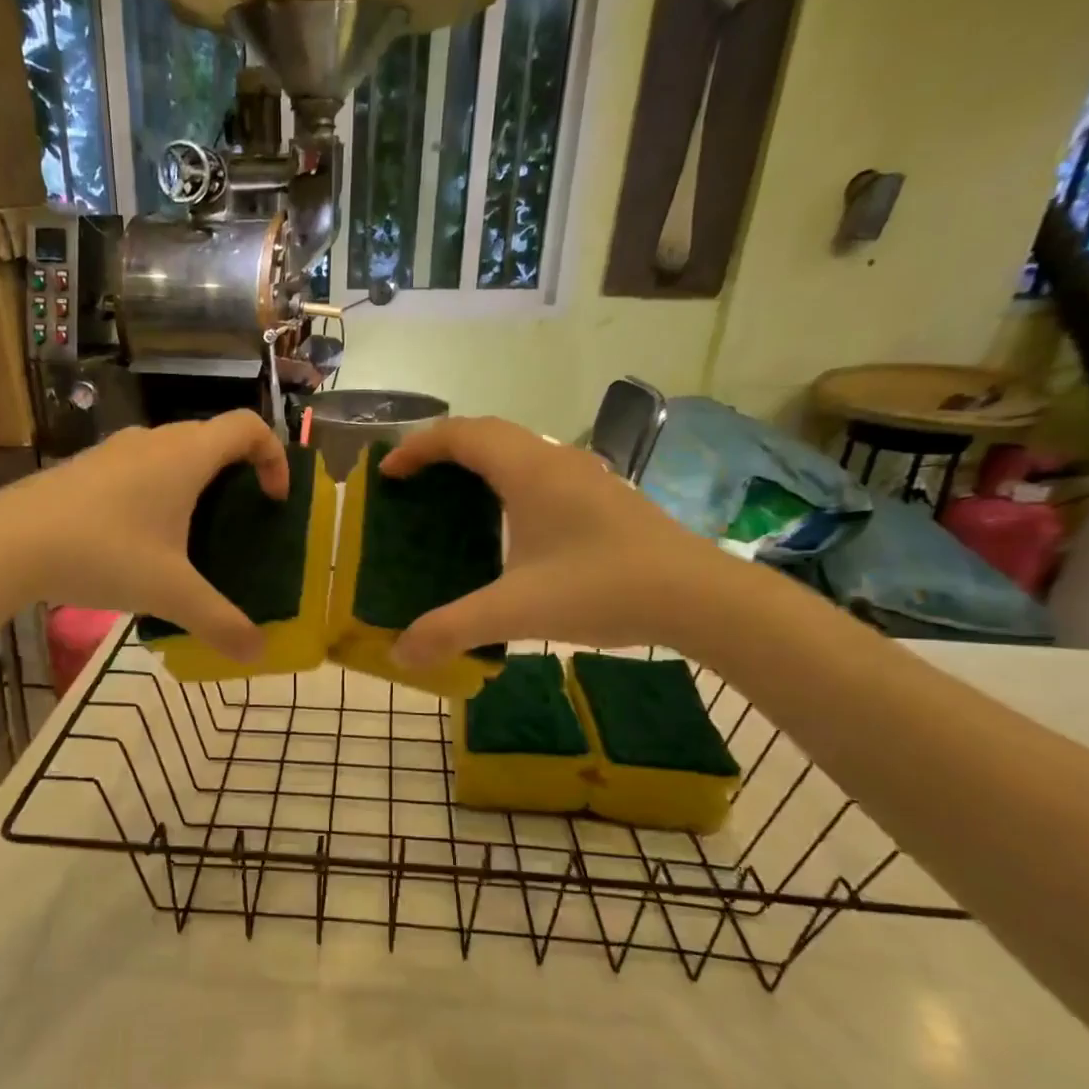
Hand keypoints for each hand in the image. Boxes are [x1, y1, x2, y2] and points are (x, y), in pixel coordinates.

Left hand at [0, 411, 286, 661]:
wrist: (7, 544)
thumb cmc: (103, 554)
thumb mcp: (170, 592)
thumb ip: (219, 622)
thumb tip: (258, 653)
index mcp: (185, 456)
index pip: (248, 426)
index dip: (274, 456)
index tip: (273, 500)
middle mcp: (153, 441)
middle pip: (212, 439)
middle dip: (237, 474)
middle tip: (239, 521)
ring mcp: (113, 452)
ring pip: (171, 453)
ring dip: (194, 483)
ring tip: (191, 534)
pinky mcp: (84, 469)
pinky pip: (138, 468)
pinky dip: (157, 491)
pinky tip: (139, 540)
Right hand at [380, 416, 728, 665]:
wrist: (700, 597)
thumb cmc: (603, 588)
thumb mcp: (517, 611)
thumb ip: (452, 629)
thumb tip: (400, 654)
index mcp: (528, 470)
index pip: (461, 434)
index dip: (417, 447)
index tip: (388, 475)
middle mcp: (554, 460)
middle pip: (487, 433)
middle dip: (442, 450)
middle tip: (412, 483)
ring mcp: (585, 476)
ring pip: (518, 449)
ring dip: (478, 462)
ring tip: (451, 498)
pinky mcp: (603, 497)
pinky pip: (539, 470)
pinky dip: (506, 480)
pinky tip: (508, 523)